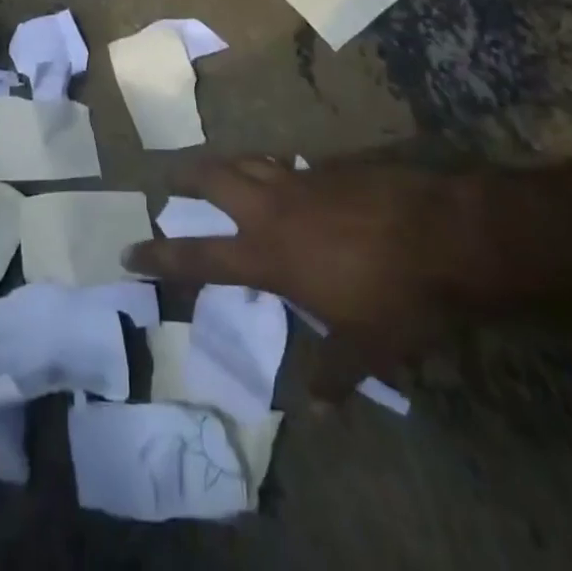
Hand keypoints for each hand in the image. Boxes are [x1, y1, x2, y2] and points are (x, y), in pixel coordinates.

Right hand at [123, 154, 498, 395]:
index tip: (129, 251)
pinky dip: (281, 168)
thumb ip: (334, 372)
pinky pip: (293, 163)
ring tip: (221, 167)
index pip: (199, 256)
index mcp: (268, 254)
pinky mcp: (332, 166)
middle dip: (187, 175)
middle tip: (170, 177)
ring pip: (250, 159)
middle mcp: (274, 209)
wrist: (442, 233)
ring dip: (229, 162)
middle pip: (215, 178)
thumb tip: (319, 411)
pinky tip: (294, 177)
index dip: (160, 256)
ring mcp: (302, 180)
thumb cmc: (395, 295)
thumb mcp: (366, 346)